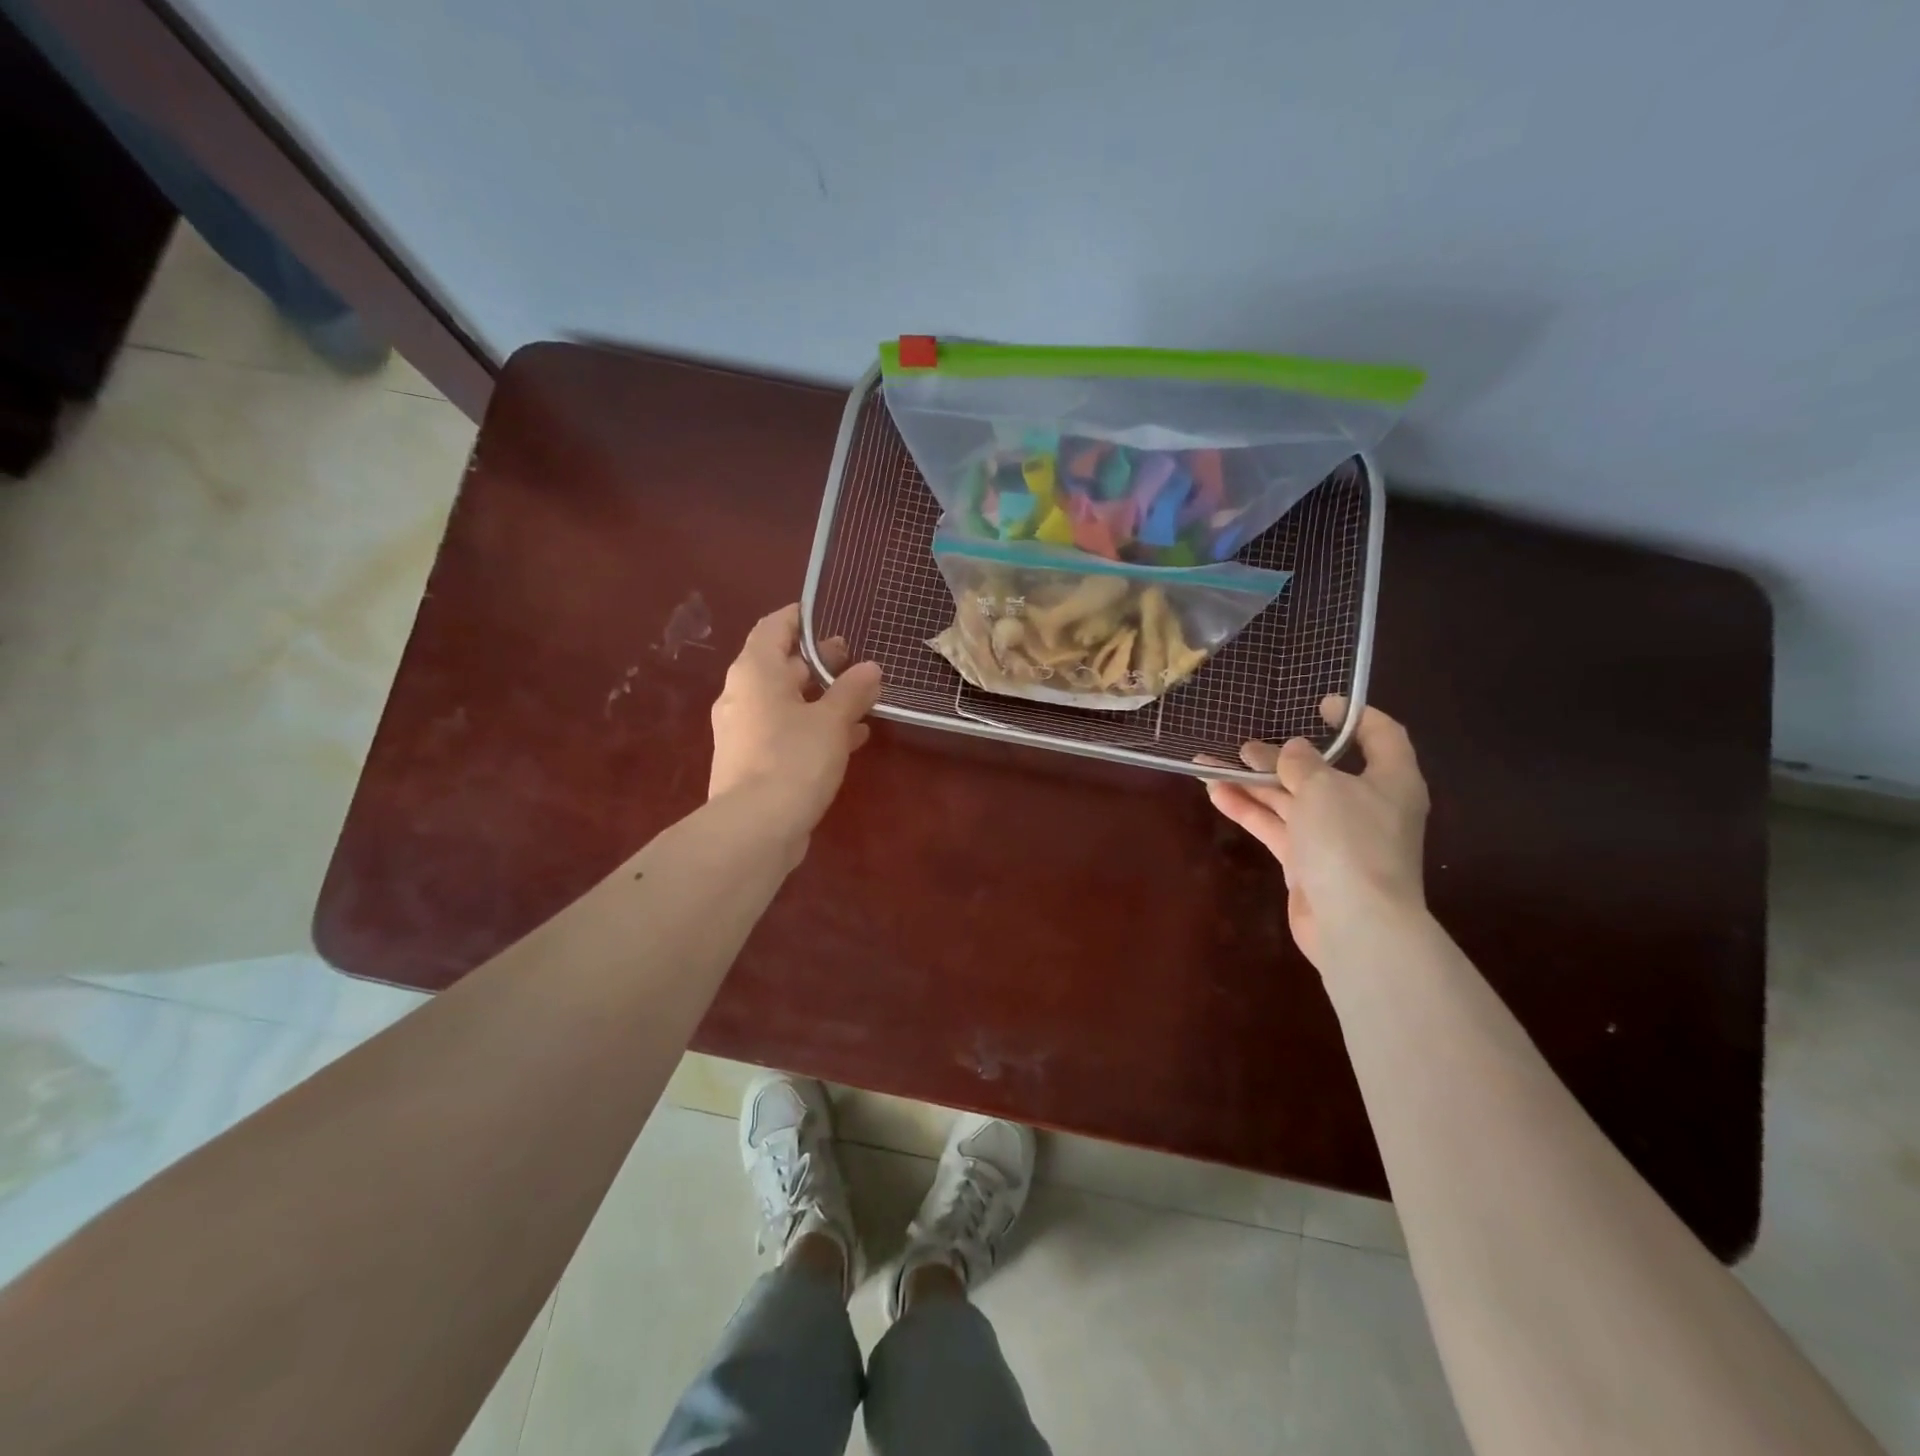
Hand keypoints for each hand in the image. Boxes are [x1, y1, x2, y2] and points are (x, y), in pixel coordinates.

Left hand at [709, 605, 882, 848]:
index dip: (799, 618)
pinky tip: (851, 738)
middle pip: (781, 666)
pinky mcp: (752, 762)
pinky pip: (786, 731)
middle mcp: (743, 696)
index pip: (774, 628)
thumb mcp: (832, 720)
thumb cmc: (793, 758)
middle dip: (819, 662)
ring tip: (862, 699)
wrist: (754, 828)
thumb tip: (870, 668)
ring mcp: (744, 731)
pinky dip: (814, 727)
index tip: (827, 615)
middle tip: (854, 660)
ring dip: (822, 698)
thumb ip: (852, 690)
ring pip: (787, 702)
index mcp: (755, 672)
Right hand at [1204, 697, 1429, 966]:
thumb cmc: (1349, 841)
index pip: (1382, 736)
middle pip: (1320, 771)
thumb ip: (1302, 762)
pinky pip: (1276, 826)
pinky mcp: (1308, 863)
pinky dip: (1249, 810)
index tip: (1321, 704)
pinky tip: (1215, 794)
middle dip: (1280, 758)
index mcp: (1390, 781)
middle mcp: (1365, 806)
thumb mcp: (1323, 787)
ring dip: (1253, 783)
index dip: (1355, 716)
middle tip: (1244, 746)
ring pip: (1290, 800)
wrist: (1354, 923)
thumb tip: (1294, 750)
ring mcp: (1335, 837)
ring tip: (1211, 764)